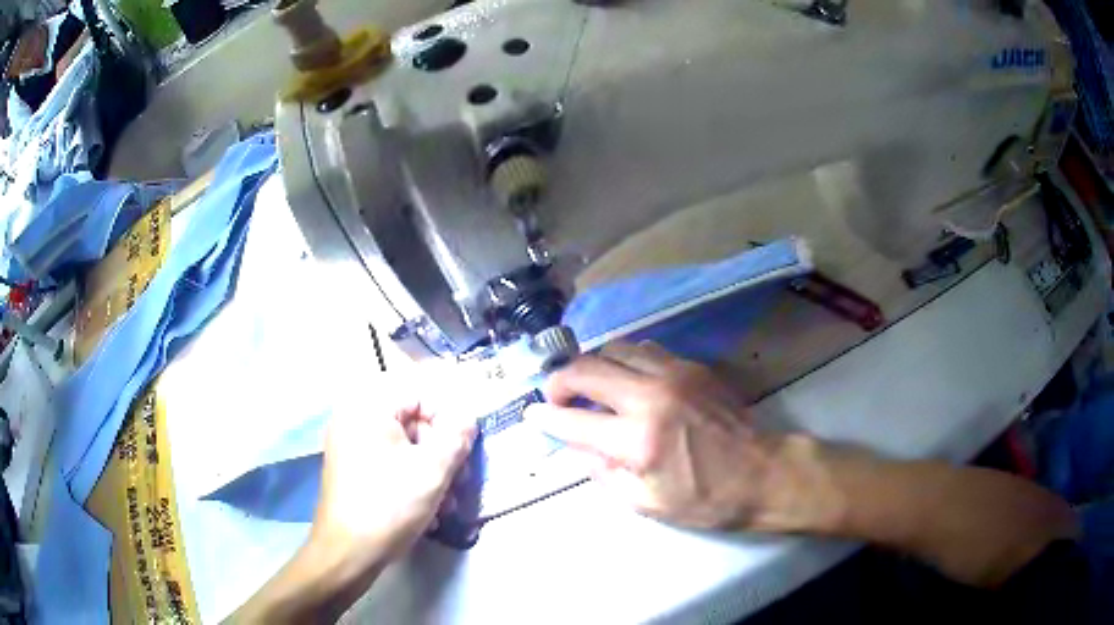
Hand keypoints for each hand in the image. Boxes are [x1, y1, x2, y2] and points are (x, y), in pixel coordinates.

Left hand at [312, 381, 476, 565]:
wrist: (348, 552)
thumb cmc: (390, 505)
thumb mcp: (433, 471)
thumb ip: (456, 438)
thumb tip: (468, 418)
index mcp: (369, 409)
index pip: (420, 396)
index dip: (447, 422)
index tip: (463, 453)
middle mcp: (353, 419)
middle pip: (411, 423)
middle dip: (441, 454)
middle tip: (460, 482)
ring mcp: (348, 445)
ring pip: (402, 447)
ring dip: (430, 472)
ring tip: (446, 504)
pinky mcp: (349, 469)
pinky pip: (387, 463)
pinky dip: (409, 480)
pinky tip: (425, 510)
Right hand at [525, 342, 776, 529]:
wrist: (763, 472)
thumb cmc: (705, 499)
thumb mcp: (646, 502)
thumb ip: (602, 472)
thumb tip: (572, 449)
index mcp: (638, 440)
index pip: (573, 421)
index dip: (546, 418)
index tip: (532, 415)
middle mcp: (651, 397)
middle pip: (586, 370)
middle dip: (559, 381)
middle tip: (556, 397)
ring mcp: (673, 374)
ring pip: (613, 349)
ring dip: (592, 366)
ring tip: (590, 386)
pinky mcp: (691, 366)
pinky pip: (643, 349)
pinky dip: (623, 359)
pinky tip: (626, 378)